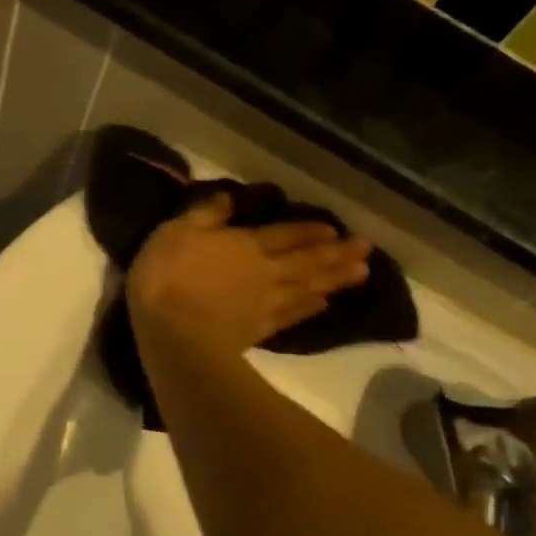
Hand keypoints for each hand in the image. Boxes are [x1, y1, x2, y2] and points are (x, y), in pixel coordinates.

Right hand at [126, 192, 371, 359]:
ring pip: (308, 287)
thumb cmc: (168, 279)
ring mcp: (265, 304)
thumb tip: (229, 198)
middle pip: (307, 261)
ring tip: (361, 274)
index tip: (334, 230)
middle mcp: (265, 272)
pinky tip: (324, 304)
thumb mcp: (175, 233)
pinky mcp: (259, 331)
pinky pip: (293, 315)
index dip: (309, 231)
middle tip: (367, 248)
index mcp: (246, 245)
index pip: (284, 234)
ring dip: (335, 279)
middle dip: (337, 253)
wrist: (174, 337)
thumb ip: (204, 215)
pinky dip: (310, 308)